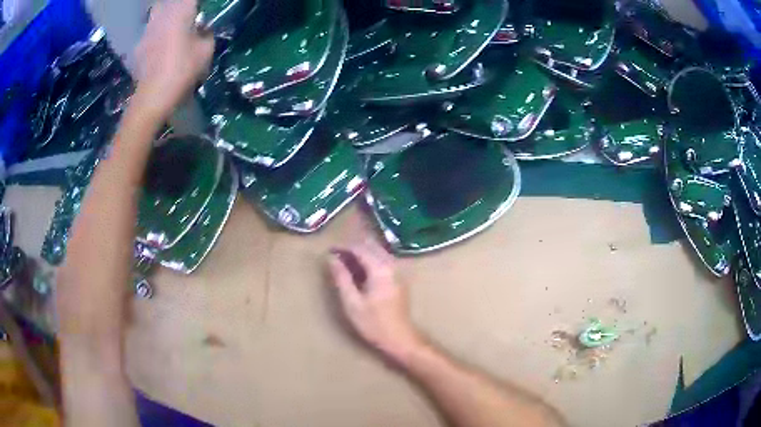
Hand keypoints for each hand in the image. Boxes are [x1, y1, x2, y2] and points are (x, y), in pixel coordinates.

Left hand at [133, 0, 213, 118]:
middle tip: (185, 15)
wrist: (152, 97)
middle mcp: (161, 17)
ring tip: (172, 30)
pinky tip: (160, 48)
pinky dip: (155, 36)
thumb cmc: (182, 70)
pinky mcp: (138, 48)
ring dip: (165, 19)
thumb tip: (201, 30)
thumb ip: (206, 34)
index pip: (190, 0)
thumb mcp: (206, 51)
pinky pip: (149, 34)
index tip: (200, 10)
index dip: (195, 4)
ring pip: (156, 16)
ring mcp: (147, 32)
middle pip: (166, 3)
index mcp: (180, 12)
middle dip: (177, 6)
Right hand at [327, 239, 423, 361]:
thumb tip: (332, 258)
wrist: (399, 338)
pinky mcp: (399, 278)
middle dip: (353, 247)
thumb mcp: (352, 302)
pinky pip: (383, 260)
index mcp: (380, 269)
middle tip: (336, 256)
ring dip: (362, 253)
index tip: (329, 250)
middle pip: (371, 246)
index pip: (360, 248)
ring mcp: (398, 271)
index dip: (343, 247)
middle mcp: (391, 265)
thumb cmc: (373, 323)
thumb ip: (341, 278)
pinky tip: (360, 271)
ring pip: (378, 252)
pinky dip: (370, 260)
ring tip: (345, 262)